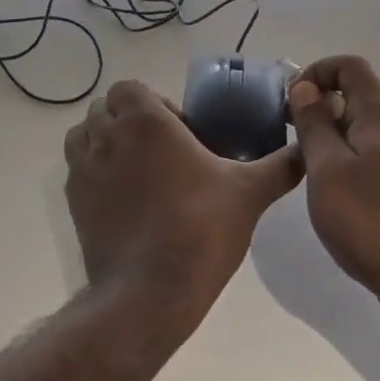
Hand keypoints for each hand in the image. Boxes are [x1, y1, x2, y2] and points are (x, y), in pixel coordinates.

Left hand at [64, 80, 301, 326]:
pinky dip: (95, 172)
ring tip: (138, 170)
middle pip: (106, 108)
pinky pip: (77, 170)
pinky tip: (125, 199)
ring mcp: (84, 170)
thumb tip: (306, 151)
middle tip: (163, 150)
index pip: (130, 88)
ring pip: (83, 136)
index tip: (180, 131)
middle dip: (130, 120)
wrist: (149, 292)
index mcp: (145, 121)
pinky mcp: (73, 203)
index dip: (153, 103)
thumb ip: (280, 166)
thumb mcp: (249, 193)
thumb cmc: (200, 228)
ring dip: (105, 141)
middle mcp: (107, 136)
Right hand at [288, 56, 379, 321]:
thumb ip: (314, 124)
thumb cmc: (371, 220)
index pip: (351, 67)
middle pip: (356, 98)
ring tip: (307, 170)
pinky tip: (334, 197)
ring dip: (330, 138)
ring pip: (362, 132)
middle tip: (291, 139)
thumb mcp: (327, 168)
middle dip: (319, 107)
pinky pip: (371, 159)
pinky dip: (346, 163)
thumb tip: (305, 87)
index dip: (317, 71)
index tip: (291, 101)